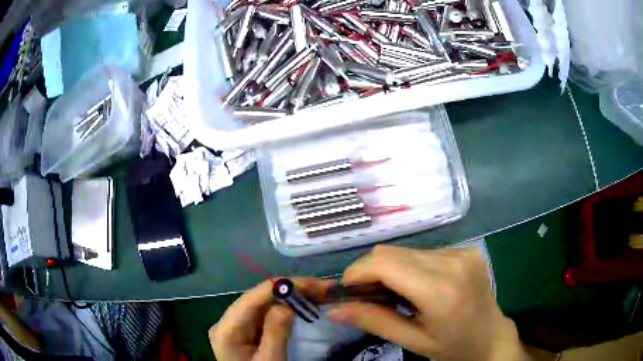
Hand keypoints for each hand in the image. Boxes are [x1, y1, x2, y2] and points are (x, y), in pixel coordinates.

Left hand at [210, 277, 335, 360]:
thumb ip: (275, 333)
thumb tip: (288, 303)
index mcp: (226, 329)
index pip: (251, 299)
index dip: (280, 286)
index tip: (312, 284)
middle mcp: (227, 321)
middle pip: (257, 298)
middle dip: (289, 290)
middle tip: (322, 288)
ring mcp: (235, 324)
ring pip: (262, 303)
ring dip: (289, 296)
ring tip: (317, 292)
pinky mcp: (245, 329)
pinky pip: (264, 312)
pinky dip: (284, 306)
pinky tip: (301, 303)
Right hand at [326, 245, 529, 360]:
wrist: (491, 336)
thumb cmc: (453, 346)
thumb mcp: (412, 341)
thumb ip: (373, 321)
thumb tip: (333, 309)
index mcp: (440, 291)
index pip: (385, 264)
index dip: (357, 273)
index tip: (347, 291)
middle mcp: (452, 262)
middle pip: (392, 252)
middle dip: (370, 271)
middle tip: (367, 296)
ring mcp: (462, 252)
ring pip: (406, 251)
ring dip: (391, 269)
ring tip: (396, 294)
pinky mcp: (466, 250)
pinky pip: (425, 252)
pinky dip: (411, 267)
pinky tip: (419, 286)